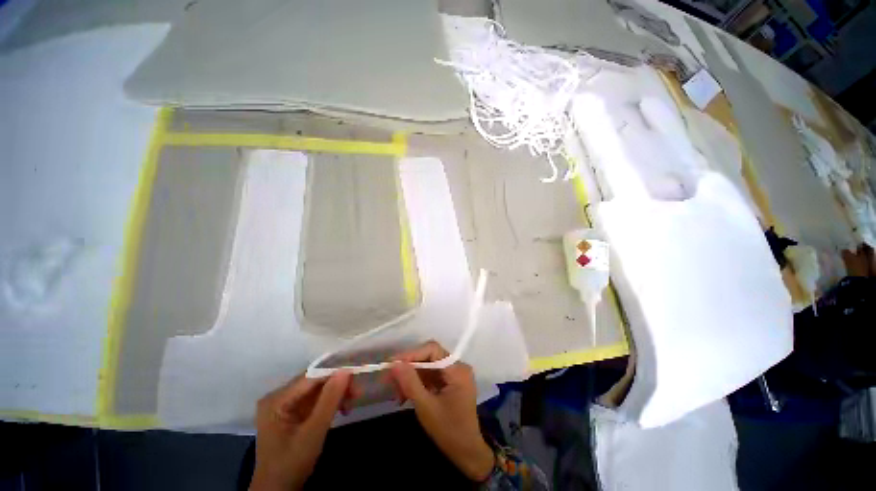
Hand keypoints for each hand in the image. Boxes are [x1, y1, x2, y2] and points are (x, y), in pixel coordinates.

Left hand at [250, 371, 359, 490]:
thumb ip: (329, 400)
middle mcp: (279, 396)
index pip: (311, 377)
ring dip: (336, 395)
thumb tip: (346, 370)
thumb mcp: (313, 432)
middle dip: (337, 386)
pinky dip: (329, 403)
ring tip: (350, 405)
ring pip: (317, 389)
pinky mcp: (291, 412)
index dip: (335, 374)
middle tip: (357, 394)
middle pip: (315, 382)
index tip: (357, 379)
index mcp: (277, 399)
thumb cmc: (291, 464)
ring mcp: (284, 405)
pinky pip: (315, 399)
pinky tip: (341, 410)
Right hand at [386, 341, 494, 481]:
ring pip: (427, 367)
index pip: (432, 350)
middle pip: (429, 357)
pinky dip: (417, 384)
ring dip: (411, 378)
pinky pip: (430, 376)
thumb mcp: (426, 406)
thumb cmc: (448, 430)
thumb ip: (410, 382)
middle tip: (390, 380)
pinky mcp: (450, 383)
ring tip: (397, 394)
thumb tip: (394, 364)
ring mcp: (454, 375)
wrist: (467, 453)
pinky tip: (405, 396)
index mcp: (457, 369)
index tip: (393, 364)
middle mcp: (457, 367)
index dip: (412, 354)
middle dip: (409, 368)